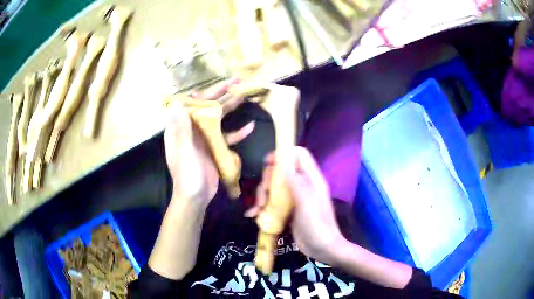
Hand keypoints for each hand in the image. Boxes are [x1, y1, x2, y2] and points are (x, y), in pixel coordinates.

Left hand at [164, 80, 253, 204]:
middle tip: (238, 81)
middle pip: (208, 107)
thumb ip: (182, 128)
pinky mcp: (214, 148)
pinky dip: (237, 132)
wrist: (195, 197)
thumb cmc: (187, 175)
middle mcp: (192, 129)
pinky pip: (226, 136)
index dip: (207, 92)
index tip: (221, 84)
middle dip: (222, 94)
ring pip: (218, 119)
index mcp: (181, 127)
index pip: (193, 104)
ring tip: (245, 95)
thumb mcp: (184, 151)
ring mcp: (203, 138)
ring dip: (231, 108)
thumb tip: (177, 103)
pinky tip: (250, 126)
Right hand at [247, 147, 345, 264]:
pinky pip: (273, 202)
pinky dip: (263, 207)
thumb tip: (283, 158)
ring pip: (275, 187)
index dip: (283, 154)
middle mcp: (303, 185)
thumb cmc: (317, 224)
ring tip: (258, 210)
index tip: (267, 163)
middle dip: (268, 180)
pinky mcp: (288, 211)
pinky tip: (254, 216)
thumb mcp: (306, 201)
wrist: (322, 249)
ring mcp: (295, 199)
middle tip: (263, 195)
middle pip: (282, 171)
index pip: (299, 155)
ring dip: (263, 196)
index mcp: (311, 179)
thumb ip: (295, 180)